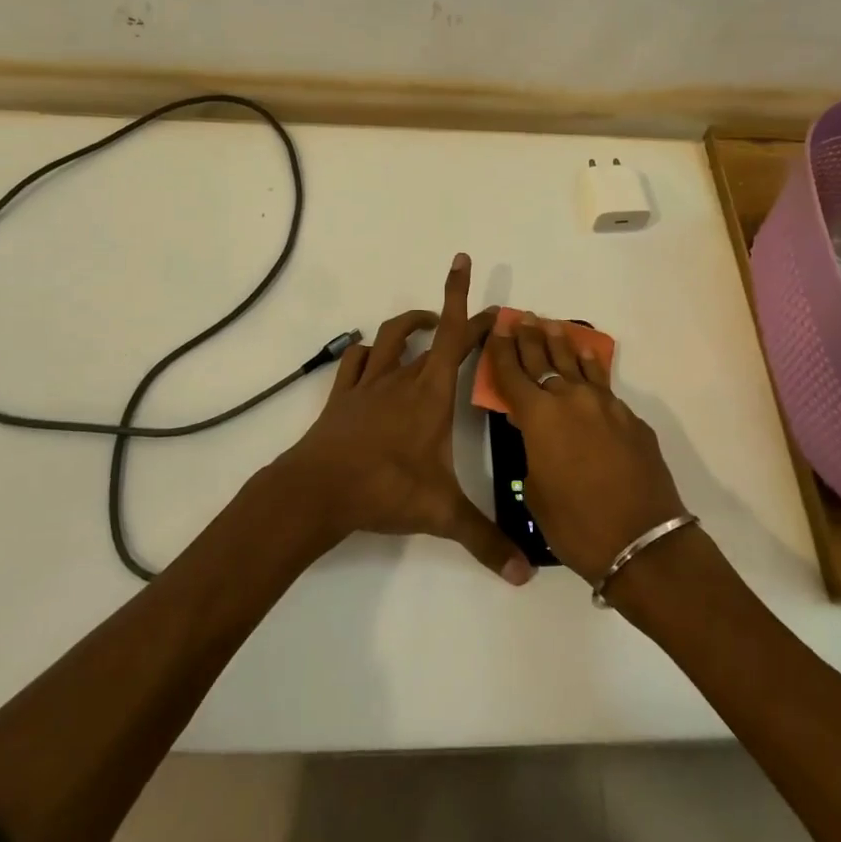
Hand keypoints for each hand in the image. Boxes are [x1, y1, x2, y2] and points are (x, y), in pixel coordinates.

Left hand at [275, 254, 532, 585]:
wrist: (317, 490)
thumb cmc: (384, 490)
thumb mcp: (441, 515)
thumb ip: (484, 540)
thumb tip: (524, 575)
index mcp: (430, 394)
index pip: (455, 337)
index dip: (465, 301)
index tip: (467, 266)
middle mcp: (401, 378)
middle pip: (430, 331)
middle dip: (450, 313)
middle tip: (470, 319)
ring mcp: (368, 384)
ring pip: (391, 337)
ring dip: (411, 325)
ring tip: (428, 327)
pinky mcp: (342, 397)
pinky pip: (356, 360)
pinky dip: (369, 351)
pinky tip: (375, 357)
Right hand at [484, 314, 687, 582]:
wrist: (642, 541)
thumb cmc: (576, 525)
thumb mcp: (535, 491)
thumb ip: (533, 452)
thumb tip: (541, 435)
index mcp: (539, 417)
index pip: (512, 374)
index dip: (501, 350)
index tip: (497, 327)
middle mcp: (570, 400)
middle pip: (544, 359)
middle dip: (529, 338)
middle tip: (522, 318)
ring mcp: (605, 405)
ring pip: (577, 365)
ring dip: (562, 344)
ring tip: (552, 326)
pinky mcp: (630, 418)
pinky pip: (603, 383)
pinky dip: (591, 366)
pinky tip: (588, 356)